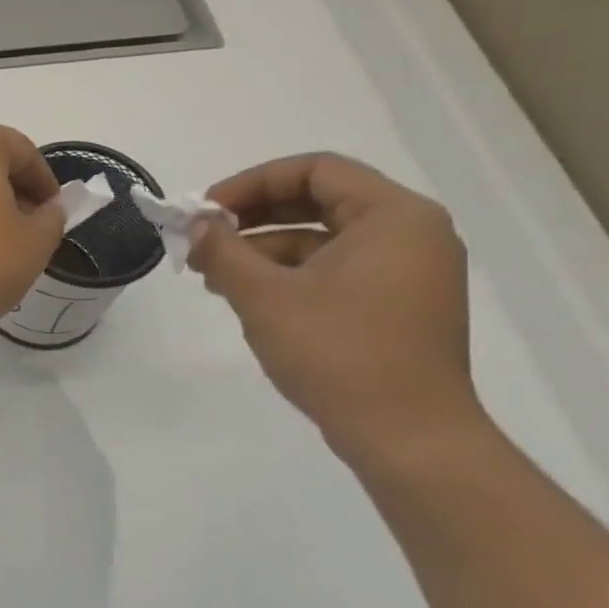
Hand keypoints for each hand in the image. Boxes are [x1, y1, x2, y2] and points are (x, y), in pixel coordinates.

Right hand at [188, 153, 486, 466]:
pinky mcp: (398, 306)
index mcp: (393, 216)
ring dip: (264, 250)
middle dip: (253, 218)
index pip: (315, 170)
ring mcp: (408, 272)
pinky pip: (336, 270)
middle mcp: (410, 233)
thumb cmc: (337, 353)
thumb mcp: (265, 296)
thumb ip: (224, 251)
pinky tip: (248, 298)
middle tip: (204, 240)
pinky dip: (290, 275)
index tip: (206, 211)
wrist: (407, 437)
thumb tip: (197, 225)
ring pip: (323, 239)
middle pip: (319, 200)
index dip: (251, 183)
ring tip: (214, 277)